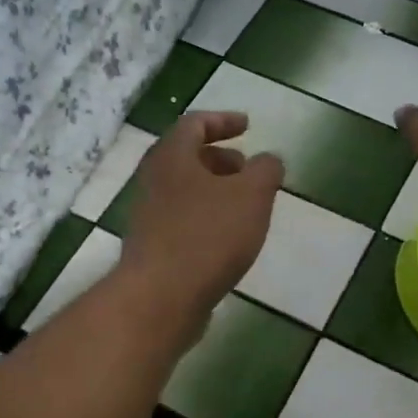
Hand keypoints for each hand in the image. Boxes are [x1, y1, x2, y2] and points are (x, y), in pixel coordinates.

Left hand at [118, 111, 283, 319]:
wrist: (160, 297)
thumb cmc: (208, 236)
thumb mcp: (252, 196)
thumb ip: (266, 170)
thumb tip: (269, 160)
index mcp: (172, 156)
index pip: (195, 123)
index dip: (223, 120)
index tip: (248, 126)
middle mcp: (153, 180)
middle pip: (187, 157)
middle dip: (221, 159)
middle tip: (248, 169)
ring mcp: (148, 215)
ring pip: (184, 190)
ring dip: (215, 190)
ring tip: (245, 207)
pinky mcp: (152, 247)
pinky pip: (182, 220)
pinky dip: (206, 217)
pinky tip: (228, 239)